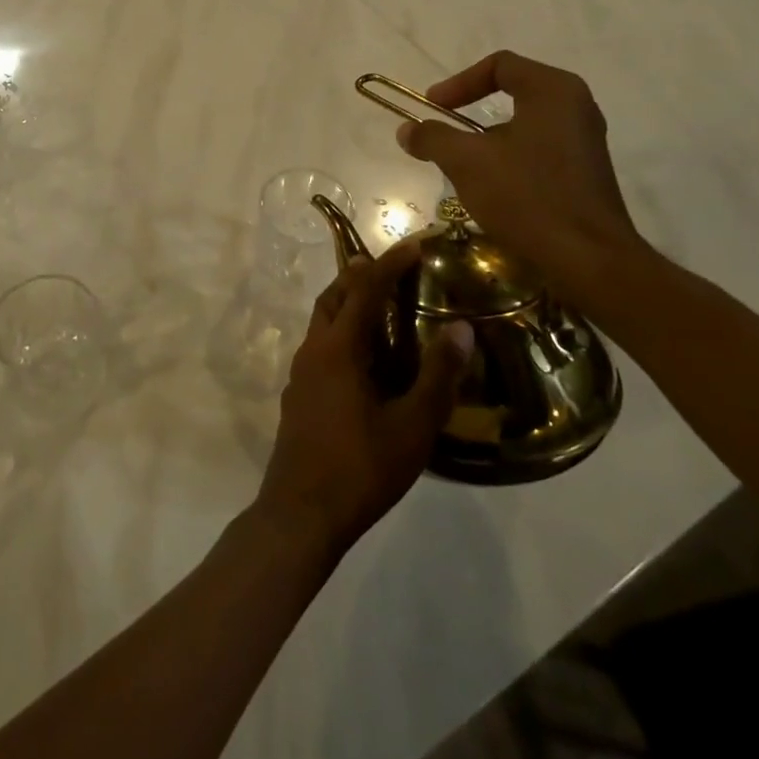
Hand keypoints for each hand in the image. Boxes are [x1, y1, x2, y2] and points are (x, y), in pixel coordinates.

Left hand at [255, 240, 472, 559]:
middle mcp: (313, 349)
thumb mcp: (412, 426)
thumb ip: (437, 376)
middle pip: (334, 296)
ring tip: (380, 303)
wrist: (300, 513)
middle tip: (394, 268)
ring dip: (348, 301)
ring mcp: (300, 372)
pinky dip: (341, 330)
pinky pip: (319, 344)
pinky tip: (363, 356)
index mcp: (339, 348)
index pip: (364, 289)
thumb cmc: (361, 468)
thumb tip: (460, 329)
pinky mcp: (297, 393)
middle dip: (361, 274)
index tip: (415, 245)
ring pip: (322, 320)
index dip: (390, 263)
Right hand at [395, 49, 647, 306]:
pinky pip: (539, 149)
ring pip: (524, 123)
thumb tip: (407, 130)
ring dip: (487, 139)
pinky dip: (509, 158)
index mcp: (552, 90)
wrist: (588, 258)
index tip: (431, 108)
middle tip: (443, 132)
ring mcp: (585, 139)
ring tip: (461, 164)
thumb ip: (432, 138)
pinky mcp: (585, 170)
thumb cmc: (527, 197)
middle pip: (512, 92)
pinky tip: (492, 188)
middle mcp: (575, 106)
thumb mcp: (466, 162)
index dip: (458, 83)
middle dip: (470, 111)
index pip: (499, 65)